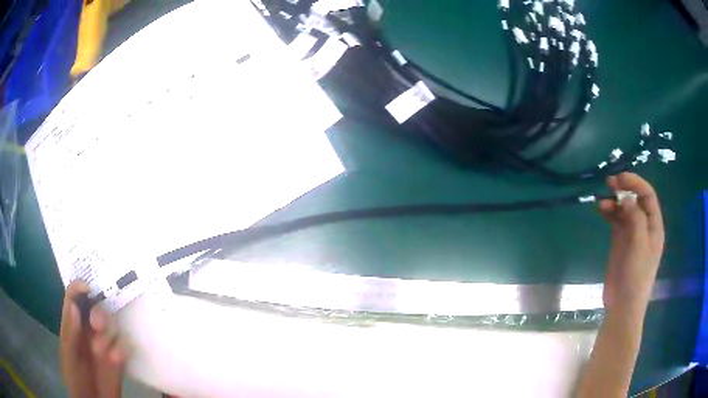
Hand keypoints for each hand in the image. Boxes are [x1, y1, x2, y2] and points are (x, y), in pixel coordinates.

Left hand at [60, 280, 127, 397]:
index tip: (89, 287)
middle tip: (97, 326)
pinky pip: (125, 346)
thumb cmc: (75, 377)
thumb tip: (73, 306)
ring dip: (108, 336)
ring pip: (112, 325)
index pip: (74, 297)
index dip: (80, 287)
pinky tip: (115, 360)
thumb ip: (70, 332)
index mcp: (72, 324)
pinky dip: (121, 350)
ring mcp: (105, 344)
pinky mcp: (119, 358)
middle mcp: (88, 330)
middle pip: (96, 308)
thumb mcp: (69, 356)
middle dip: (99, 313)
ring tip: (102, 354)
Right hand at [598, 173, 664, 311]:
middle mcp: (644, 226)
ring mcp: (632, 234)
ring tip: (602, 201)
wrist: (623, 306)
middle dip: (624, 189)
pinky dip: (609, 213)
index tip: (620, 178)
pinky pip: (616, 221)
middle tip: (610, 182)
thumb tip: (625, 195)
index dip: (636, 183)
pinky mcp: (620, 242)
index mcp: (654, 226)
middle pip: (636, 200)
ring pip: (624, 209)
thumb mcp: (639, 246)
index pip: (648, 196)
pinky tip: (601, 210)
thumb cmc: (636, 277)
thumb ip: (635, 219)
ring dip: (614, 201)